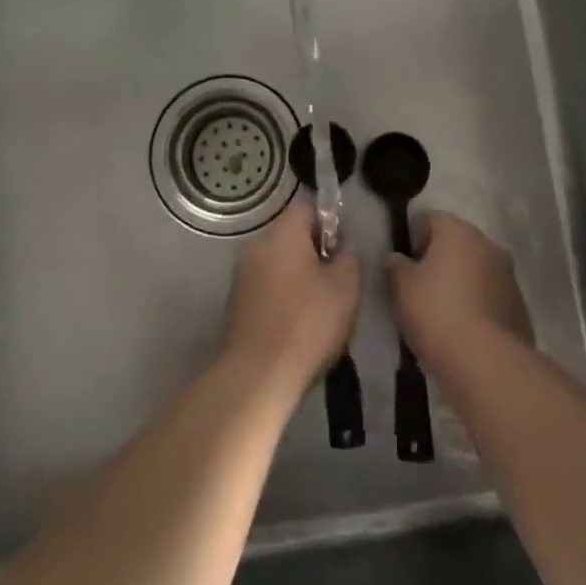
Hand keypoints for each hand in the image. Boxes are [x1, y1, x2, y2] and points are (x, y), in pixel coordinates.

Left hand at [220, 201, 361, 402]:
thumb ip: (350, 258)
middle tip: (338, 286)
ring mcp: (242, 275)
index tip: (343, 253)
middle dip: (316, 255)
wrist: (256, 376)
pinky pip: (267, 290)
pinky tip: (298, 330)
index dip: (330, 224)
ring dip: (300, 281)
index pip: (308, 208)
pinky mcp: (236, 304)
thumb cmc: (306, 323)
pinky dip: (284, 301)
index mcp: (282, 233)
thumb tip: (343, 250)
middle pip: (292, 237)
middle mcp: (257, 245)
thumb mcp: (346, 287)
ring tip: (321, 313)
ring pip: (280, 266)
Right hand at [386, 211, 532, 369]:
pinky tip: (464, 332)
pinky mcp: (519, 307)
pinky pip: (490, 297)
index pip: (429, 218)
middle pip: (456, 243)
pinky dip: (477, 306)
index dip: (412, 238)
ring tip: (442, 315)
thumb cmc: (437, 313)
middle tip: (420, 290)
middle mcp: (487, 244)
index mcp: (457, 231)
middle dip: (438, 261)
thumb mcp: (401, 287)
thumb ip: (395, 266)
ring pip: (475, 270)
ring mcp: (508, 275)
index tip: (404, 266)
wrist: (486, 363)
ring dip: (460, 283)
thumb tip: (397, 259)